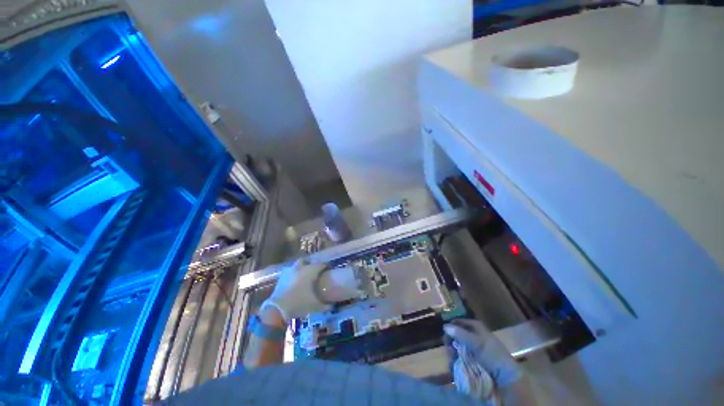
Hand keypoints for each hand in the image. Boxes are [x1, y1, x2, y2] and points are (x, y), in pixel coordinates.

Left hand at [261, 259, 330, 322]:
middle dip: (310, 264)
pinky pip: (289, 272)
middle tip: (314, 271)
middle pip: (307, 261)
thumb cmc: (299, 303)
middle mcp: (301, 268)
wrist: (278, 309)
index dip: (325, 267)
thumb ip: (325, 305)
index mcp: (311, 271)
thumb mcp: (315, 306)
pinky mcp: (281, 277)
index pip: (321, 265)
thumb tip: (332, 306)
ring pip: (297, 265)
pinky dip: (293, 275)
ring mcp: (290, 271)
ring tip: (303, 276)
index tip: (328, 271)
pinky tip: (294, 282)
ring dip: (300, 268)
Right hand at [444, 319, 521, 388]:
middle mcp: (473, 336)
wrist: (505, 378)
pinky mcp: (472, 361)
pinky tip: (455, 363)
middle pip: (457, 334)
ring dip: (452, 351)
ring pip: (457, 346)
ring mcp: (472, 349)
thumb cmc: (492, 355)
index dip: (452, 324)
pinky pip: (460, 357)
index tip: (443, 329)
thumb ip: (460, 334)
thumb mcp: (476, 343)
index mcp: (476, 327)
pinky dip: (456, 360)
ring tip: (452, 357)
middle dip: (451, 340)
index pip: (460, 321)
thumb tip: (444, 326)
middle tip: (447, 346)